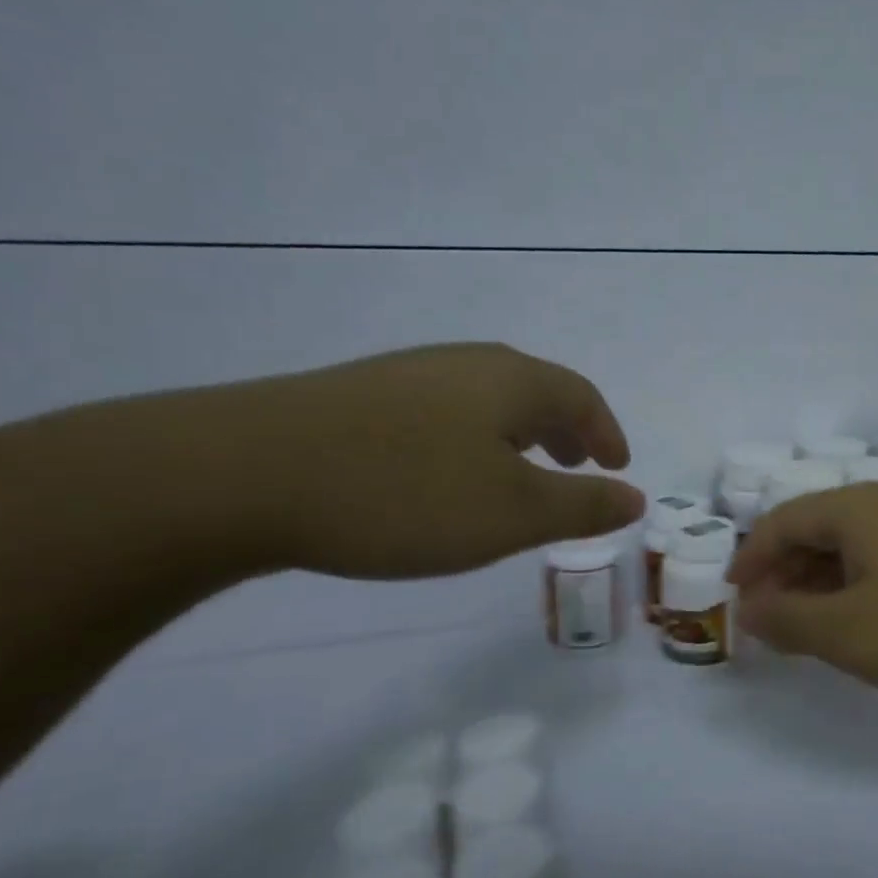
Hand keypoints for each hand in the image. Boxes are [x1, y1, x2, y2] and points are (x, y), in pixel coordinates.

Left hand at [216, 344, 643, 577]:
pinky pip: (441, 413)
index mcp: (511, 380)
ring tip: (516, 473)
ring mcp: (406, 375)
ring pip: (484, 400)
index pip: (580, 396)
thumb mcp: (511, 513)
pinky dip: (469, 441)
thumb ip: (581, 506)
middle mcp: (464, 364)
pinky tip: (443, 475)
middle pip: (533, 389)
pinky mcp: (358, 397)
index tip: (617, 465)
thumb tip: (636, 498)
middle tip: (575, 465)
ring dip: (516, 435)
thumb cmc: (405, 493)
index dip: (606, 431)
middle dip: (563, 430)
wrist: (241, 473)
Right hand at [728, 484, 877, 700]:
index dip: (750, 557)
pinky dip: (850, 582)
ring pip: (847, 543)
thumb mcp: (843, 632)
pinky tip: (851, 617)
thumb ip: (785, 618)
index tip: (733, 595)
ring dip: (815, 580)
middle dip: (782, 571)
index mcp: (856, 507)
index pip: (783, 521)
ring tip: (801, 623)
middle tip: (764, 615)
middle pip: (814, 527)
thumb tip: (748, 610)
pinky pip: (877, 555)